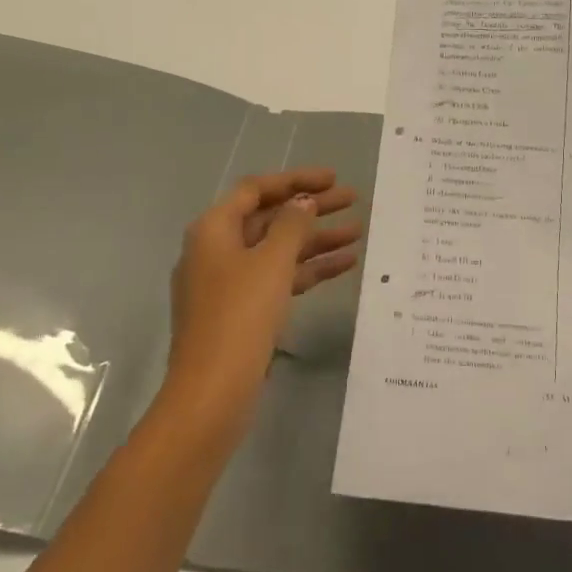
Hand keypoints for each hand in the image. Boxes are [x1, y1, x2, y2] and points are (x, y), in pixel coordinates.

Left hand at [159, 168, 362, 442]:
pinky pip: (279, 278)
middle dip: (311, 208)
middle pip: (269, 218)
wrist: (213, 393)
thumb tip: (303, 202)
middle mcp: (217, 250)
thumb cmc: (240, 316)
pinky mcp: (242, 311)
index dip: (296, 179)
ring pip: (278, 250)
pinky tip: (344, 265)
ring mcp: (229, 283)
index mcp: (214, 230)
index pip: (257, 189)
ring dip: (316, 239)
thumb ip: (292, 225)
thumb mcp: (271, 263)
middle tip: (353, 200)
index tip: (333, 178)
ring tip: (359, 231)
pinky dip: (308, 270)